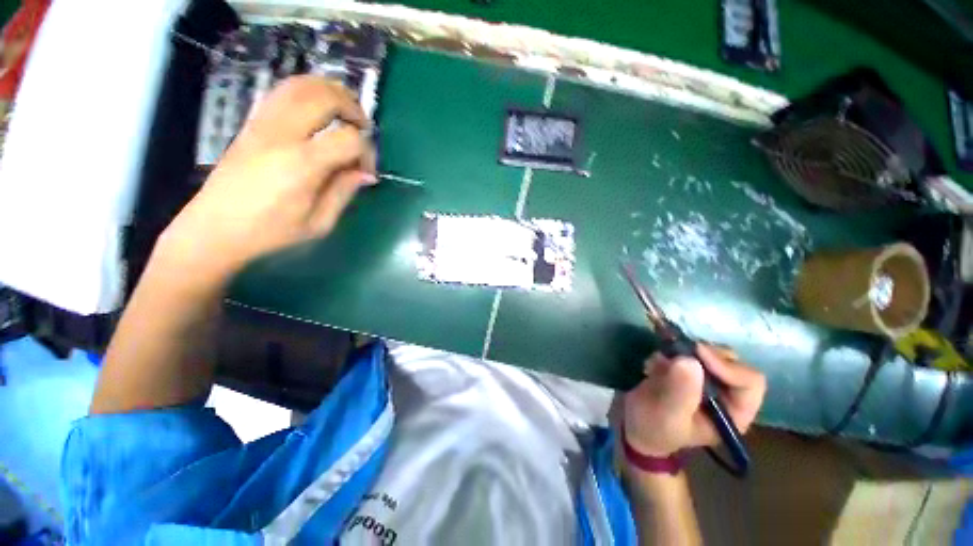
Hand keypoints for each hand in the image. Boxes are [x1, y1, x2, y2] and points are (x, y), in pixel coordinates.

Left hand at [157, 76, 376, 285]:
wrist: (215, 228)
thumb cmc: (271, 232)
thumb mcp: (319, 223)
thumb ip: (344, 192)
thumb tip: (365, 174)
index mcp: (302, 164)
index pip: (349, 139)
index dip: (367, 152)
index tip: (366, 171)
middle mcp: (282, 134)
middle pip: (325, 97)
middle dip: (353, 108)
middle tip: (363, 129)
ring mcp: (263, 124)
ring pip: (302, 84)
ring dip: (331, 92)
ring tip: (345, 113)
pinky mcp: (252, 123)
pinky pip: (283, 91)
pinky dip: (308, 92)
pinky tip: (318, 111)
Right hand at [622, 345, 766, 457]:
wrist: (629, 423)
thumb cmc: (653, 428)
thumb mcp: (666, 414)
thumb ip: (680, 391)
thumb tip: (690, 360)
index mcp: (733, 413)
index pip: (749, 382)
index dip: (727, 366)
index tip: (697, 354)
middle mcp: (725, 393)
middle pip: (731, 361)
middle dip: (703, 354)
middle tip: (676, 352)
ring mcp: (704, 379)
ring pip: (708, 352)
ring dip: (684, 350)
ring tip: (659, 361)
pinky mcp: (685, 369)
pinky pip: (686, 349)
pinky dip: (670, 349)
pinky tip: (653, 362)